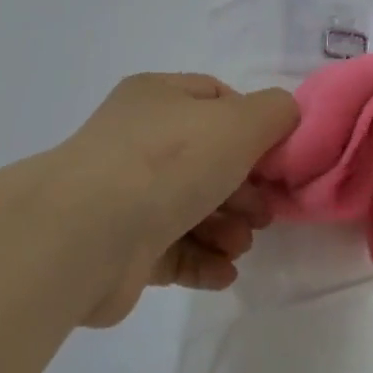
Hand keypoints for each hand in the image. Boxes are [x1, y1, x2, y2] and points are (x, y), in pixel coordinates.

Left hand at [58, 73, 297, 327]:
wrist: (87, 235)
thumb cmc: (169, 163)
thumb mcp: (239, 122)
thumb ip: (274, 112)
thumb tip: (284, 115)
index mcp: (158, 98)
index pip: (215, 99)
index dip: (252, 125)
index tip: (275, 157)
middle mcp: (138, 140)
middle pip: (208, 159)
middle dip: (244, 189)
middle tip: (265, 214)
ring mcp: (125, 194)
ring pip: (192, 207)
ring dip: (227, 228)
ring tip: (240, 247)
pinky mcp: (121, 247)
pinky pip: (173, 249)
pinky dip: (203, 260)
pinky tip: (224, 274)